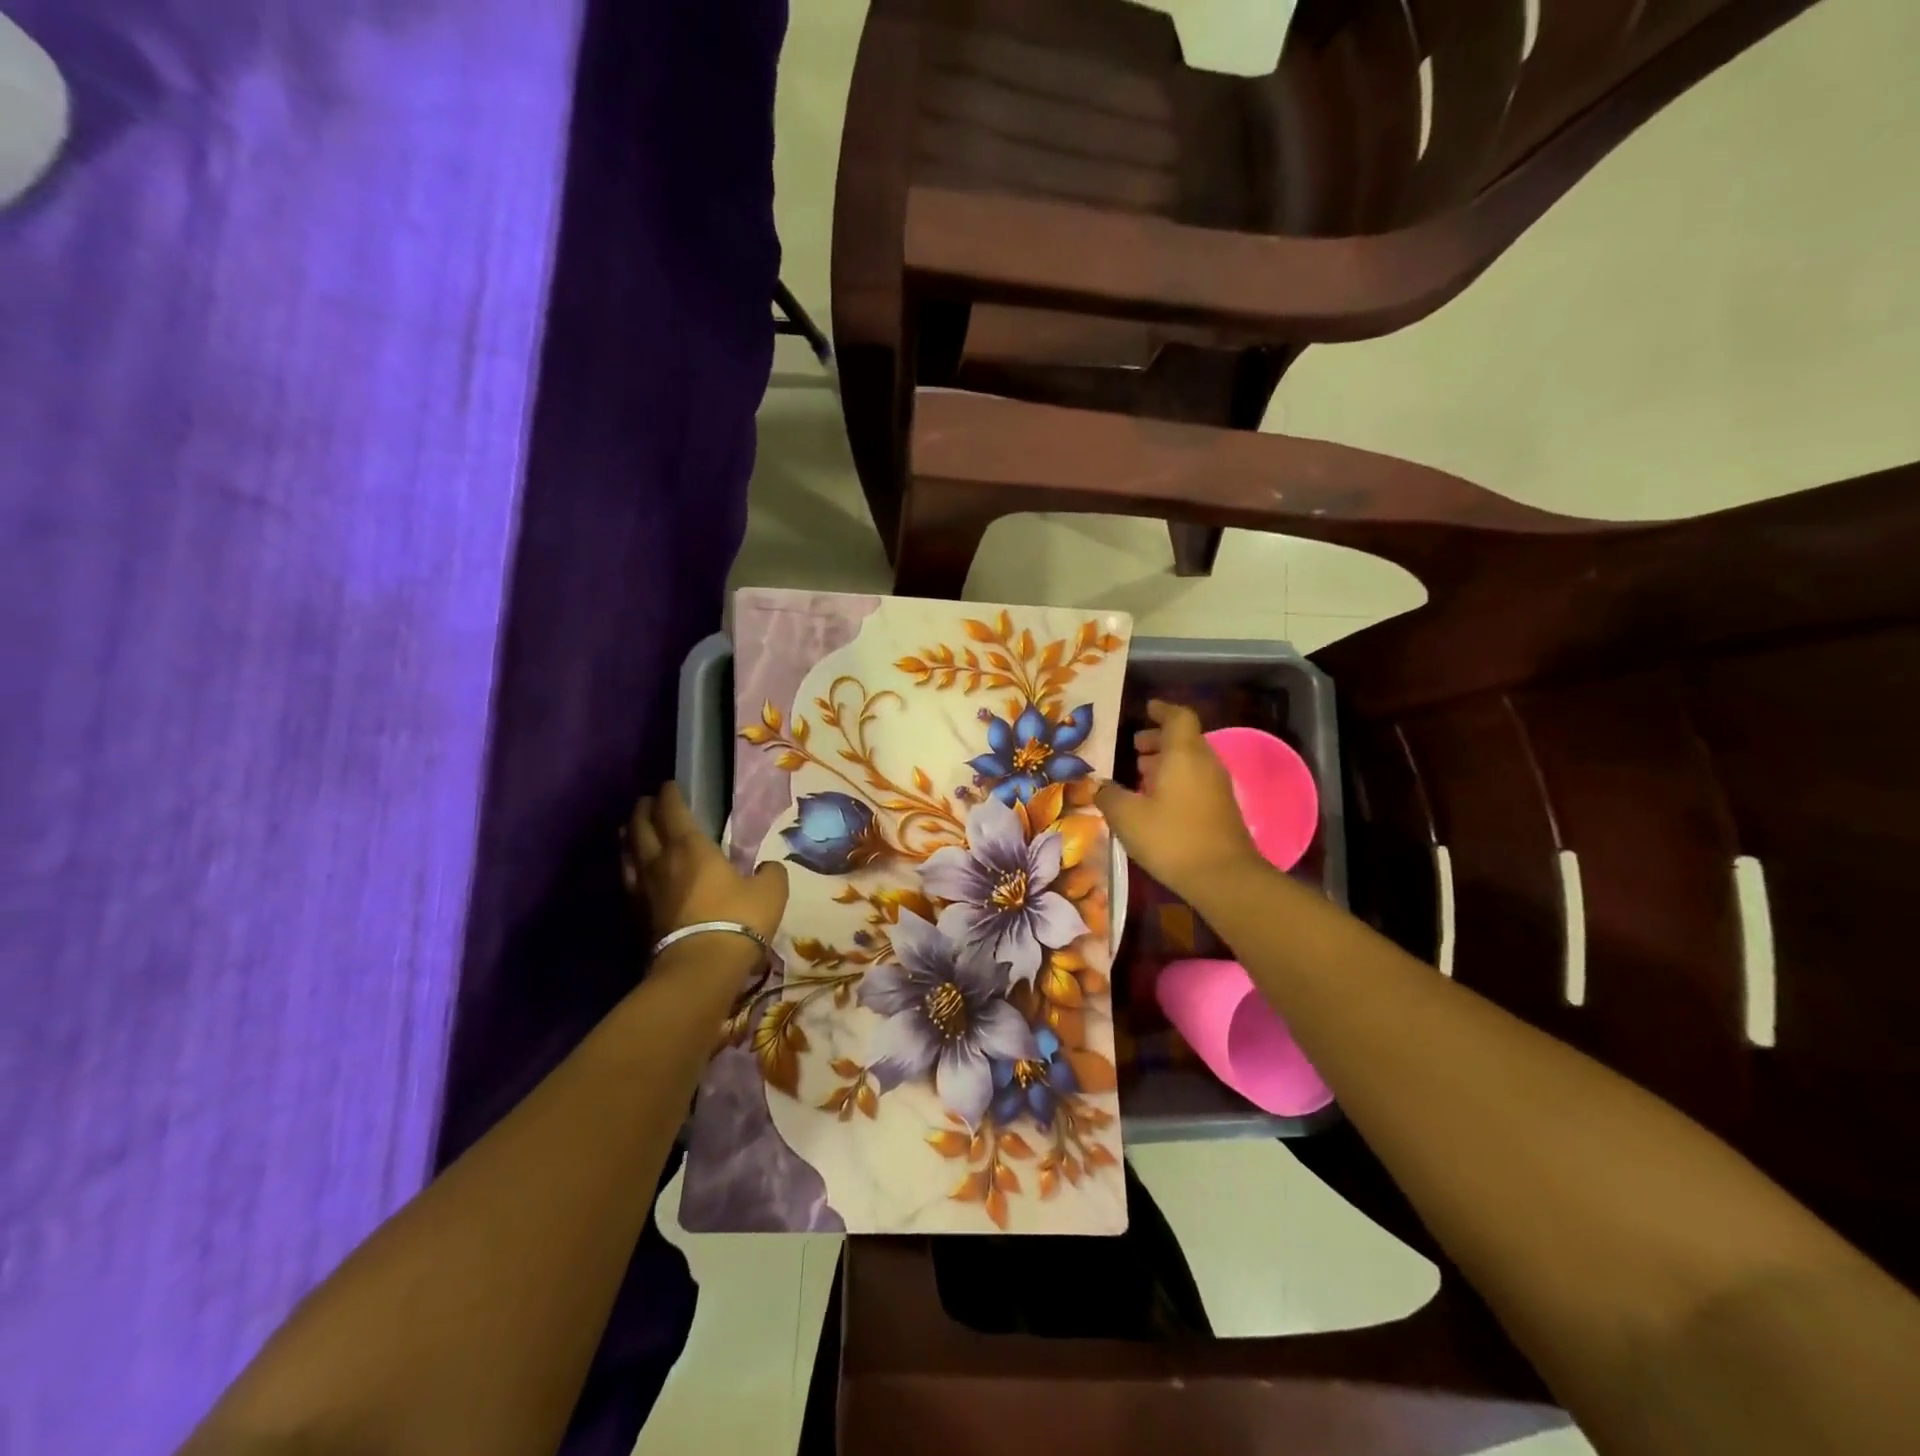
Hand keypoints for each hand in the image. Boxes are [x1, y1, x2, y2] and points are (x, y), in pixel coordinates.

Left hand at [625, 784, 788, 942]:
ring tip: (630, 830)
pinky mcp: (637, 916)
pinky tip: (633, 872)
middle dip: (643, 810)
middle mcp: (660, 862)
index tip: (669, 785)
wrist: (700, 968)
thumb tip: (768, 868)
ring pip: (628, 853)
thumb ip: (770, 873)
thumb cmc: (738, 919)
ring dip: (629, 836)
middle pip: (641, 828)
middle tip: (646, 801)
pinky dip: (628, 868)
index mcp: (691, 847)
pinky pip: (628, 881)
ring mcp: (644, 890)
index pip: (673, 811)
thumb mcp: (770, 891)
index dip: (670, 795)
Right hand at [1095, 700, 1261, 900]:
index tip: (1146, 709)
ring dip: (1167, 763)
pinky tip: (1156, 803)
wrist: (1224, 878)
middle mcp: (1205, 763)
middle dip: (1159, 740)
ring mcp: (1218, 787)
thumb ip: (1109, 796)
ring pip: (1191, 762)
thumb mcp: (1127, 817)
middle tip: (1134, 748)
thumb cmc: (1172, 838)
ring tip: (1140, 776)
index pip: (1178, 717)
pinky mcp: (1222, 809)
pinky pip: (1196, 782)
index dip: (1162, 710)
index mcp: (1184, 754)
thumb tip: (1100, 786)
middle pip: (1185, 739)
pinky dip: (1176, 781)